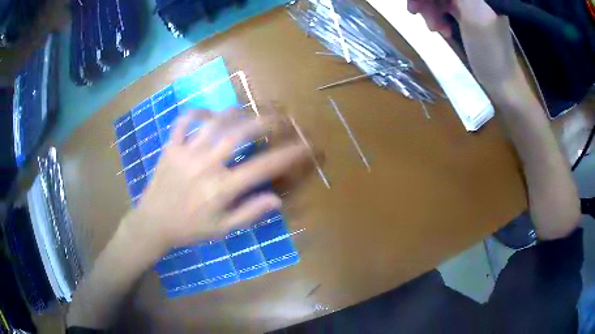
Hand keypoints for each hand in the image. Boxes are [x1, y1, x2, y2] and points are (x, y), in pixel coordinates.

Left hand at [123, 110, 310, 254]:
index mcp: (221, 188)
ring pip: (215, 121)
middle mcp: (205, 165)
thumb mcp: (222, 230)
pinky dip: (198, 112)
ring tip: (250, 111)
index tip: (306, 145)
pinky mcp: (170, 146)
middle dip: (266, 120)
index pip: (263, 166)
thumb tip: (277, 199)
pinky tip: (209, 114)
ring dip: (237, 112)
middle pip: (241, 132)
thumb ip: (249, 213)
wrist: (152, 223)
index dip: (289, 154)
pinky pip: (184, 120)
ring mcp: (185, 152)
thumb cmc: (189, 229)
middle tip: (281, 116)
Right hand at [408, 0, 518, 90]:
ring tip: (433, 28)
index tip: (416, 2)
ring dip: (429, 8)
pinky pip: (442, 6)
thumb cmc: (491, 50)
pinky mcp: (466, 13)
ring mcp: (470, 3)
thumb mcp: (473, 14)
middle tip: (415, 11)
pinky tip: (441, 29)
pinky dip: (437, 15)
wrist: (501, 81)